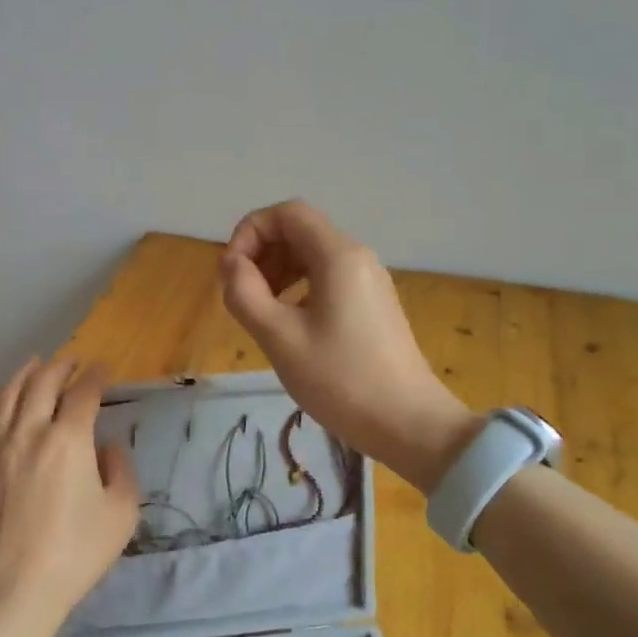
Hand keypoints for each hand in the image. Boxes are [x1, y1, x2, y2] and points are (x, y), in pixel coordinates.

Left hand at [0, 356, 139, 636]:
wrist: (16, 589)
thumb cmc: (76, 552)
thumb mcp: (121, 513)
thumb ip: (121, 471)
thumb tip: (108, 448)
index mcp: (68, 439)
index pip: (84, 393)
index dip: (96, 376)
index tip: (104, 369)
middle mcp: (28, 433)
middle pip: (42, 385)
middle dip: (60, 367)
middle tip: (71, 361)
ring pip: (4, 399)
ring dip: (21, 377)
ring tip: (33, 365)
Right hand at [220, 200, 482, 492]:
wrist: (407, 423)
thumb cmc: (339, 379)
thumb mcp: (279, 337)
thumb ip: (245, 293)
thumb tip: (230, 264)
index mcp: (338, 256)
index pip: (287, 213)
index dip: (250, 231)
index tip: (232, 271)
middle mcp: (357, 257)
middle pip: (300, 231)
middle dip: (262, 253)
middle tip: (242, 295)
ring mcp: (370, 281)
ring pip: (313, 256)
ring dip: (278, 271)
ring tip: (260, 311)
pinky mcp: (374, 305)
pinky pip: (328, 279)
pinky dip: (299, 288)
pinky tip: (289, 324)